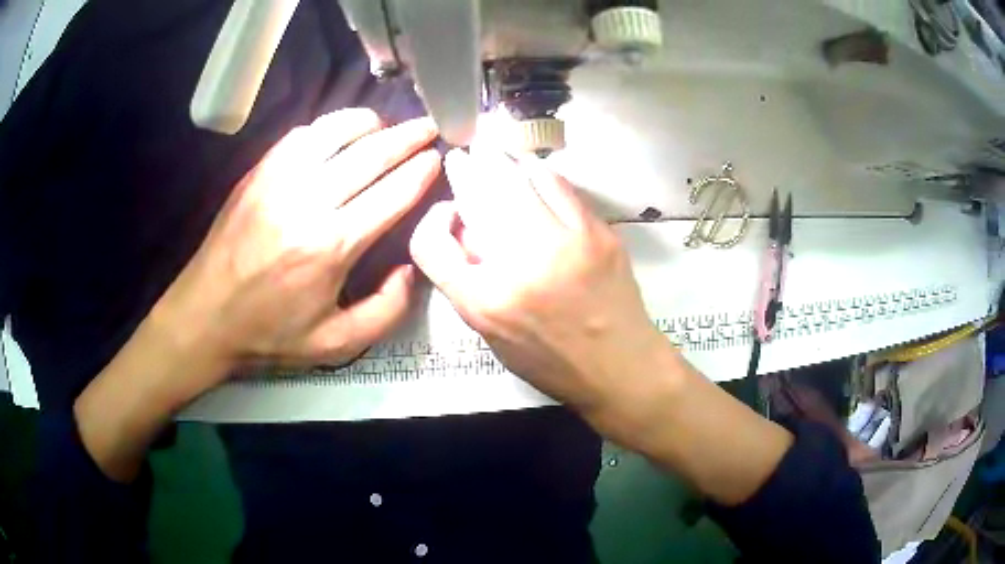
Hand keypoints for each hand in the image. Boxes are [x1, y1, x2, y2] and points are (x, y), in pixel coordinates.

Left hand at [163, 109, 439, 390]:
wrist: (203, 317)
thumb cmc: (268, 334)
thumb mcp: (335, 344)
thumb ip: (386, 312)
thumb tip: (410, 268)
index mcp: (331, 246)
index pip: (392, 193)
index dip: (421, 172)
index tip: (438, 159)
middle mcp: (308, 201)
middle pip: (371, 154)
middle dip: (408, 137)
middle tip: (430, 127)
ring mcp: (278, 180)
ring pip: (337, 132)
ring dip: (370, 123)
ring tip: (387, 126)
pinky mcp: (258, 172)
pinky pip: (302, 135)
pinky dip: (330, 127)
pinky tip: (340, 134)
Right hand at [410, 148, 793, 505]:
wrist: (620, 365)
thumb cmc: (552, 362)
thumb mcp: (495, 338)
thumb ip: (471, 286)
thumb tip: (467, 233)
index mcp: (485, 303)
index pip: (431, 246)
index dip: (430, 223)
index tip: (446, 214)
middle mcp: (518, 267)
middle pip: (478, 197)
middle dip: (466, 169)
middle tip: (463, 158)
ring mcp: (563, 243)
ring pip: (518, 179)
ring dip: (500, 162)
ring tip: (494, 153)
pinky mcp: (596, 233)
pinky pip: (559, 186)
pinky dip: (539, 173)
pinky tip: (533, 170)